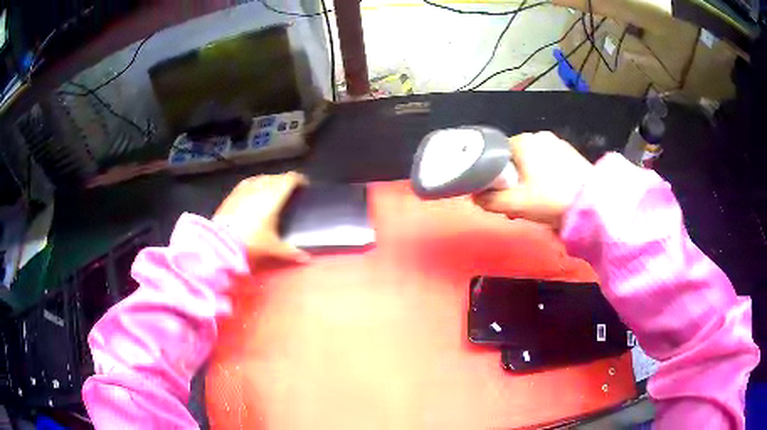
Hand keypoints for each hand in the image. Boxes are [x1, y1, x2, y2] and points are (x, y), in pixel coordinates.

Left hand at [213, 172, 309, 263]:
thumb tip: (305, 258)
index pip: (289, 179)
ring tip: (273, 189)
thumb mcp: (272, 248)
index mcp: (275, 196)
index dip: (298, 179)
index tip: (303, 184)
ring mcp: (246, 189)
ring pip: (262, 178)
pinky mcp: (234, 193)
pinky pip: (249, 182)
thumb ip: (290, 251)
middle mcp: (261, 188)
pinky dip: (256, 183)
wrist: (221, 241)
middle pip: (277, 177)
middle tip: (289, 190)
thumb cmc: (251, 241)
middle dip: (285, 181)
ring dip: (270, 181)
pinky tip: (254, 189)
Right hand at [473, 132, 592, 228]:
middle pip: (515, 159)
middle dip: (513, 181)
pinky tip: (551, 193)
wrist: (592, 202)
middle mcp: (538, 136)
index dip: (495, 178)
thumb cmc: (550, 199)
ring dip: (528, 180)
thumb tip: (474, 196)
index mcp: (522, 141)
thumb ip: (489, 200)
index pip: (497, 156)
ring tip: (536, 202)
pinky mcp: (570, 152)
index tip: (500, 196)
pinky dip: (544, 177)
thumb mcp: (515, 204)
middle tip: (518, 204)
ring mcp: (556, 142)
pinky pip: (548, 163)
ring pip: (532, 162)